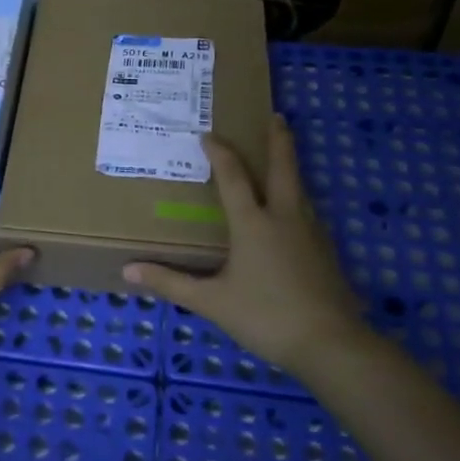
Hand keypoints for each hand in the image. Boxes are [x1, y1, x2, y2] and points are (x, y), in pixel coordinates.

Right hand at [123, 115, 371, 378]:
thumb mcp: (212, 302)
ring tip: (283, 157)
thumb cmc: (265, 316)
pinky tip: (296, 210)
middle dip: (279, 140)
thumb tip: (129, 270)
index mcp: (254, 223)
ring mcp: (311, 233)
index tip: (208, 134)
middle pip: (283, 168)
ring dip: (291, 167)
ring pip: (301, 188)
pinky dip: (299, 196)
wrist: (330, 344)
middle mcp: (285, 218)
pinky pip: (309, 211)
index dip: (220, 152)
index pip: (233, 177)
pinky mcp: (327, 251)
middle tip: (277, 116)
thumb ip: (171, 283)